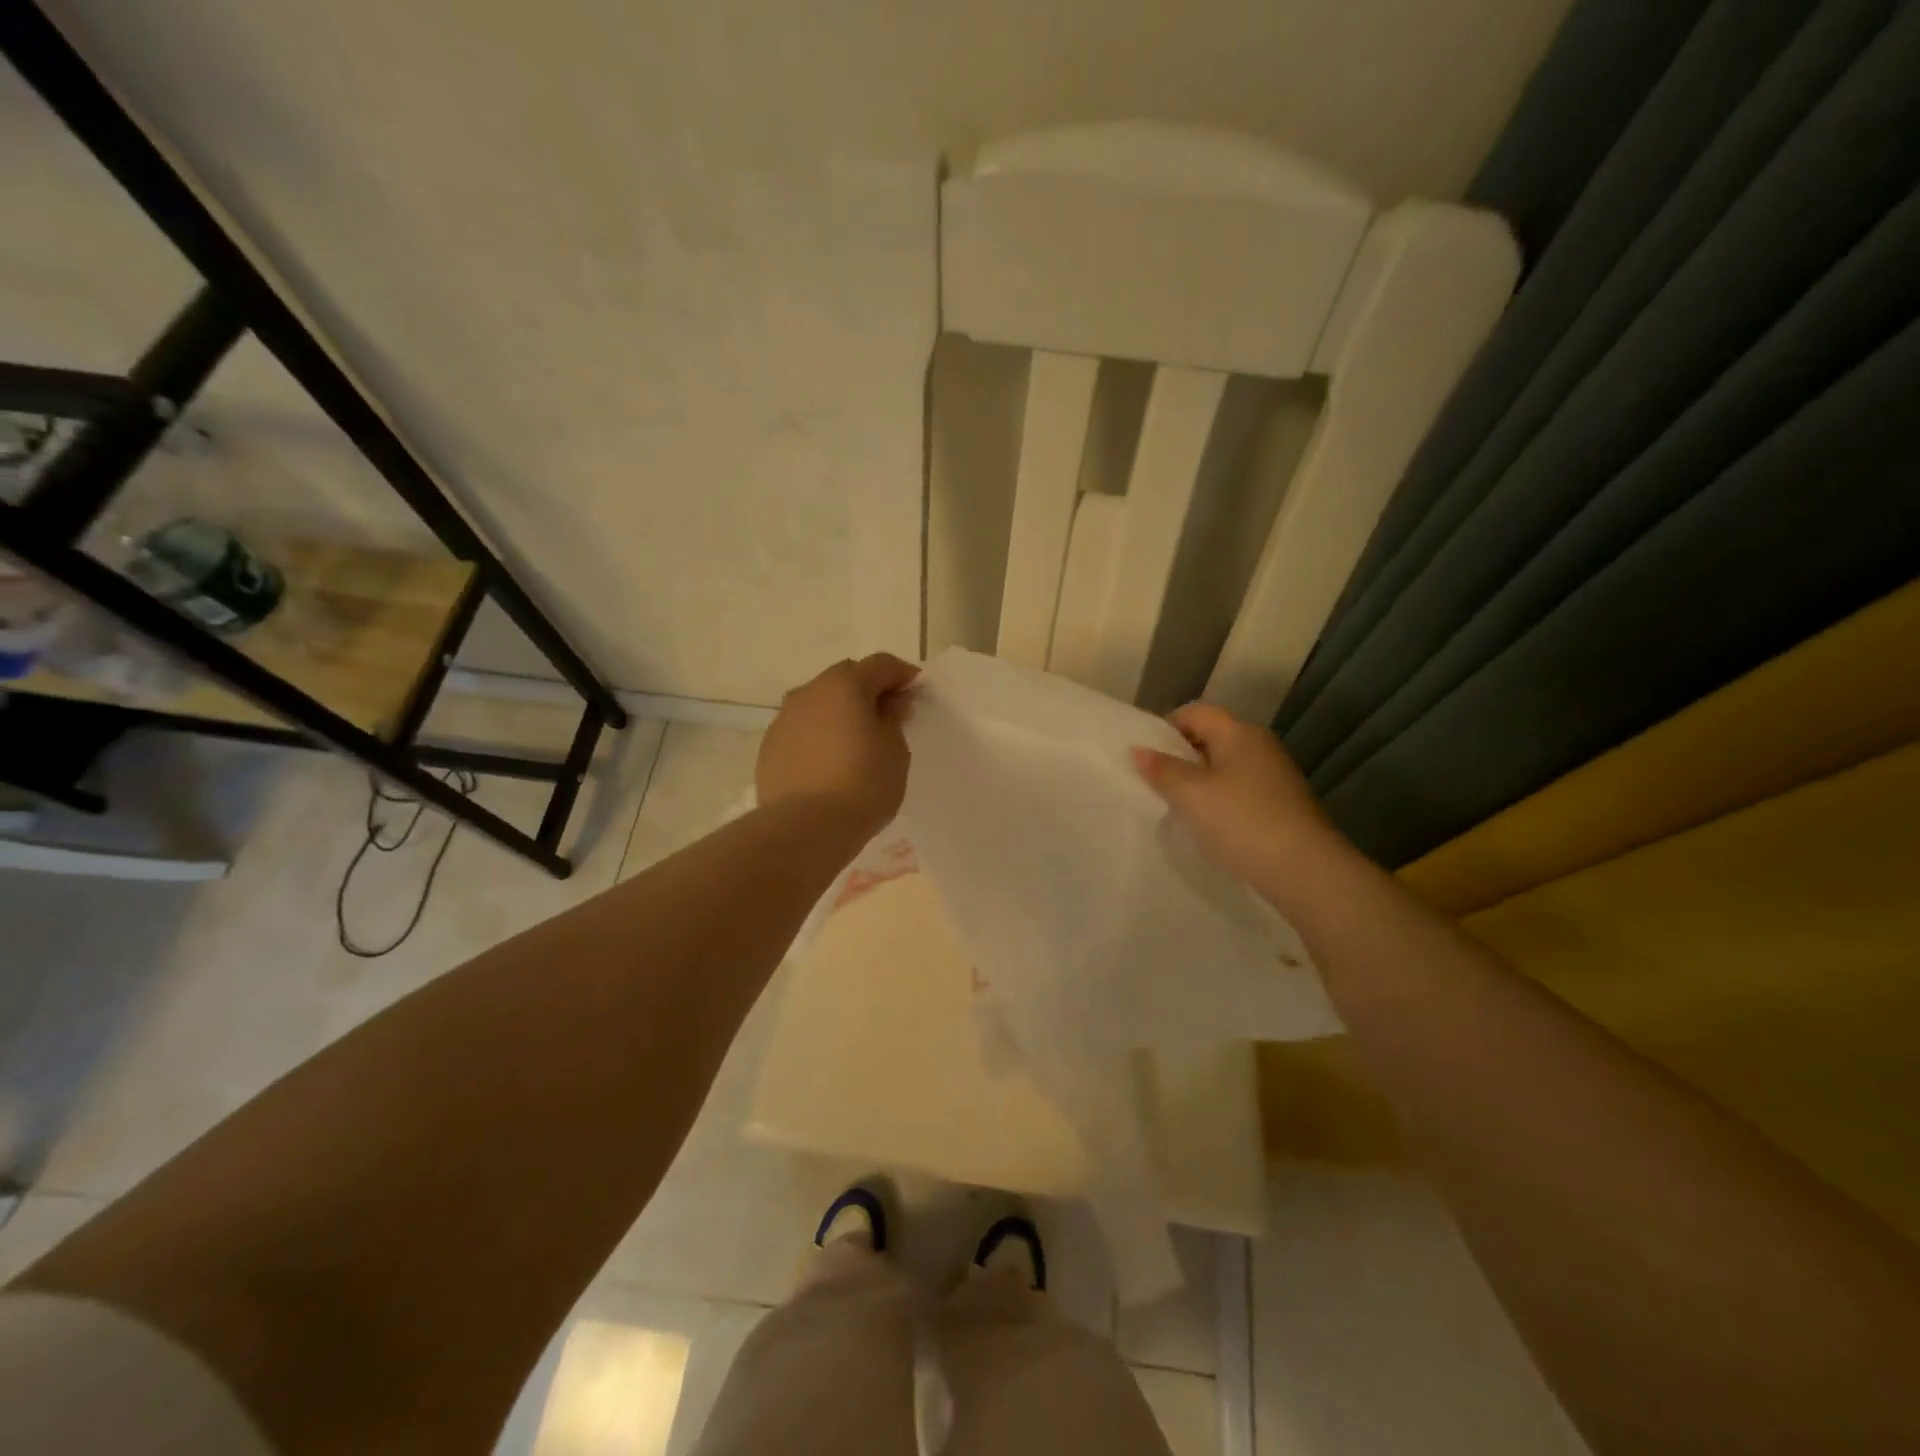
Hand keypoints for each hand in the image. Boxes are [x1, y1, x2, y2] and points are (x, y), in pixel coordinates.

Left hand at [757, 653, 918, 837]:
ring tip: (855, 739)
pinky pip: (802, 730)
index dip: (902, 674)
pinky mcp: (770, 747)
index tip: (916, 690)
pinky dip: (819, 735)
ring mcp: (784, 719)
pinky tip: (829, 760)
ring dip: (839, 712)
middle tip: (887, 714)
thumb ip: (893, 719)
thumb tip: (890, 703)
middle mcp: (809, 692)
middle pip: (845, 678)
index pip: (880, 665)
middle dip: (868, 689)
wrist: (806, 827)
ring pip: (818, 703)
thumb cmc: (863, 784)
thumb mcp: (895, 751)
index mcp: (845, 685)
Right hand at [1133, 703, 1341, 892]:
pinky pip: (1240, 792)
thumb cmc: (1241, 822)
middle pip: (1211, 738)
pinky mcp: (1282, 805)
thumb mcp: (1191, 795)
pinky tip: (1208, 825)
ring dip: (1199, 782)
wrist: (1304, 871)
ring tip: (1177, 806)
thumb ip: (1162, 770)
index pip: (1195, 713)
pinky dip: (1219, 801)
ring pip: (1225, 767)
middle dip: (1180, 757)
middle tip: (1154, 782)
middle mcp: (1260, 746)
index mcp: (1239, 733)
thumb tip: (1138, 750)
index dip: (1165, 727)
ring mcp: (1275, 777)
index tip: (1145, 756)